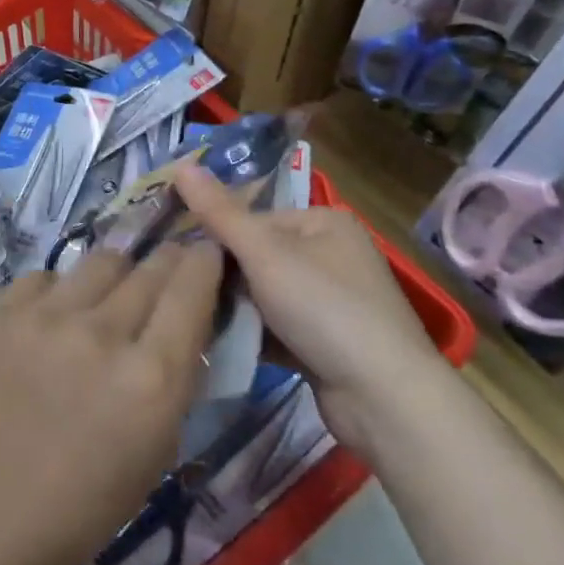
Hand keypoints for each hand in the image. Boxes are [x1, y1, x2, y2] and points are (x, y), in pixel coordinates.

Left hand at [0, 241, 222, 564]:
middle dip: (166, 264)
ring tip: (106, 302)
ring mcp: (42, 317)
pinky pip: (44, 277)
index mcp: (150, 377)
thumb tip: (186, 316)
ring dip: (114, 277)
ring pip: (99, 261)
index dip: (204, 263)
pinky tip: (51, 324)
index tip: (206, 253)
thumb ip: (178, 373)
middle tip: (166, 271)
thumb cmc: (91, 499)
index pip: (190, 288)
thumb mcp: (160, 443)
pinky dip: (57, 293)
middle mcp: (99, 333)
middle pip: (147, 267)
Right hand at [173, 164, 446, 451]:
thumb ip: (218, 212)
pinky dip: (254, 333)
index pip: (252, 219)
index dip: (215, 237)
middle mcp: (332, 254)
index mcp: (323, 221)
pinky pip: (278, 327)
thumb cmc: (324, 309)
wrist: (384, 399)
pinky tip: (221, 343)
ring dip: (236, 308)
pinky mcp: (328, 342)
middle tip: (185, 291)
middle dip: (224, 277)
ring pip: (265, 295)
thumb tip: (180, 165)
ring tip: (196, 318)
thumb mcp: (263, 253)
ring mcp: (333, 301)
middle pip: (257, 257)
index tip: (180, 260)